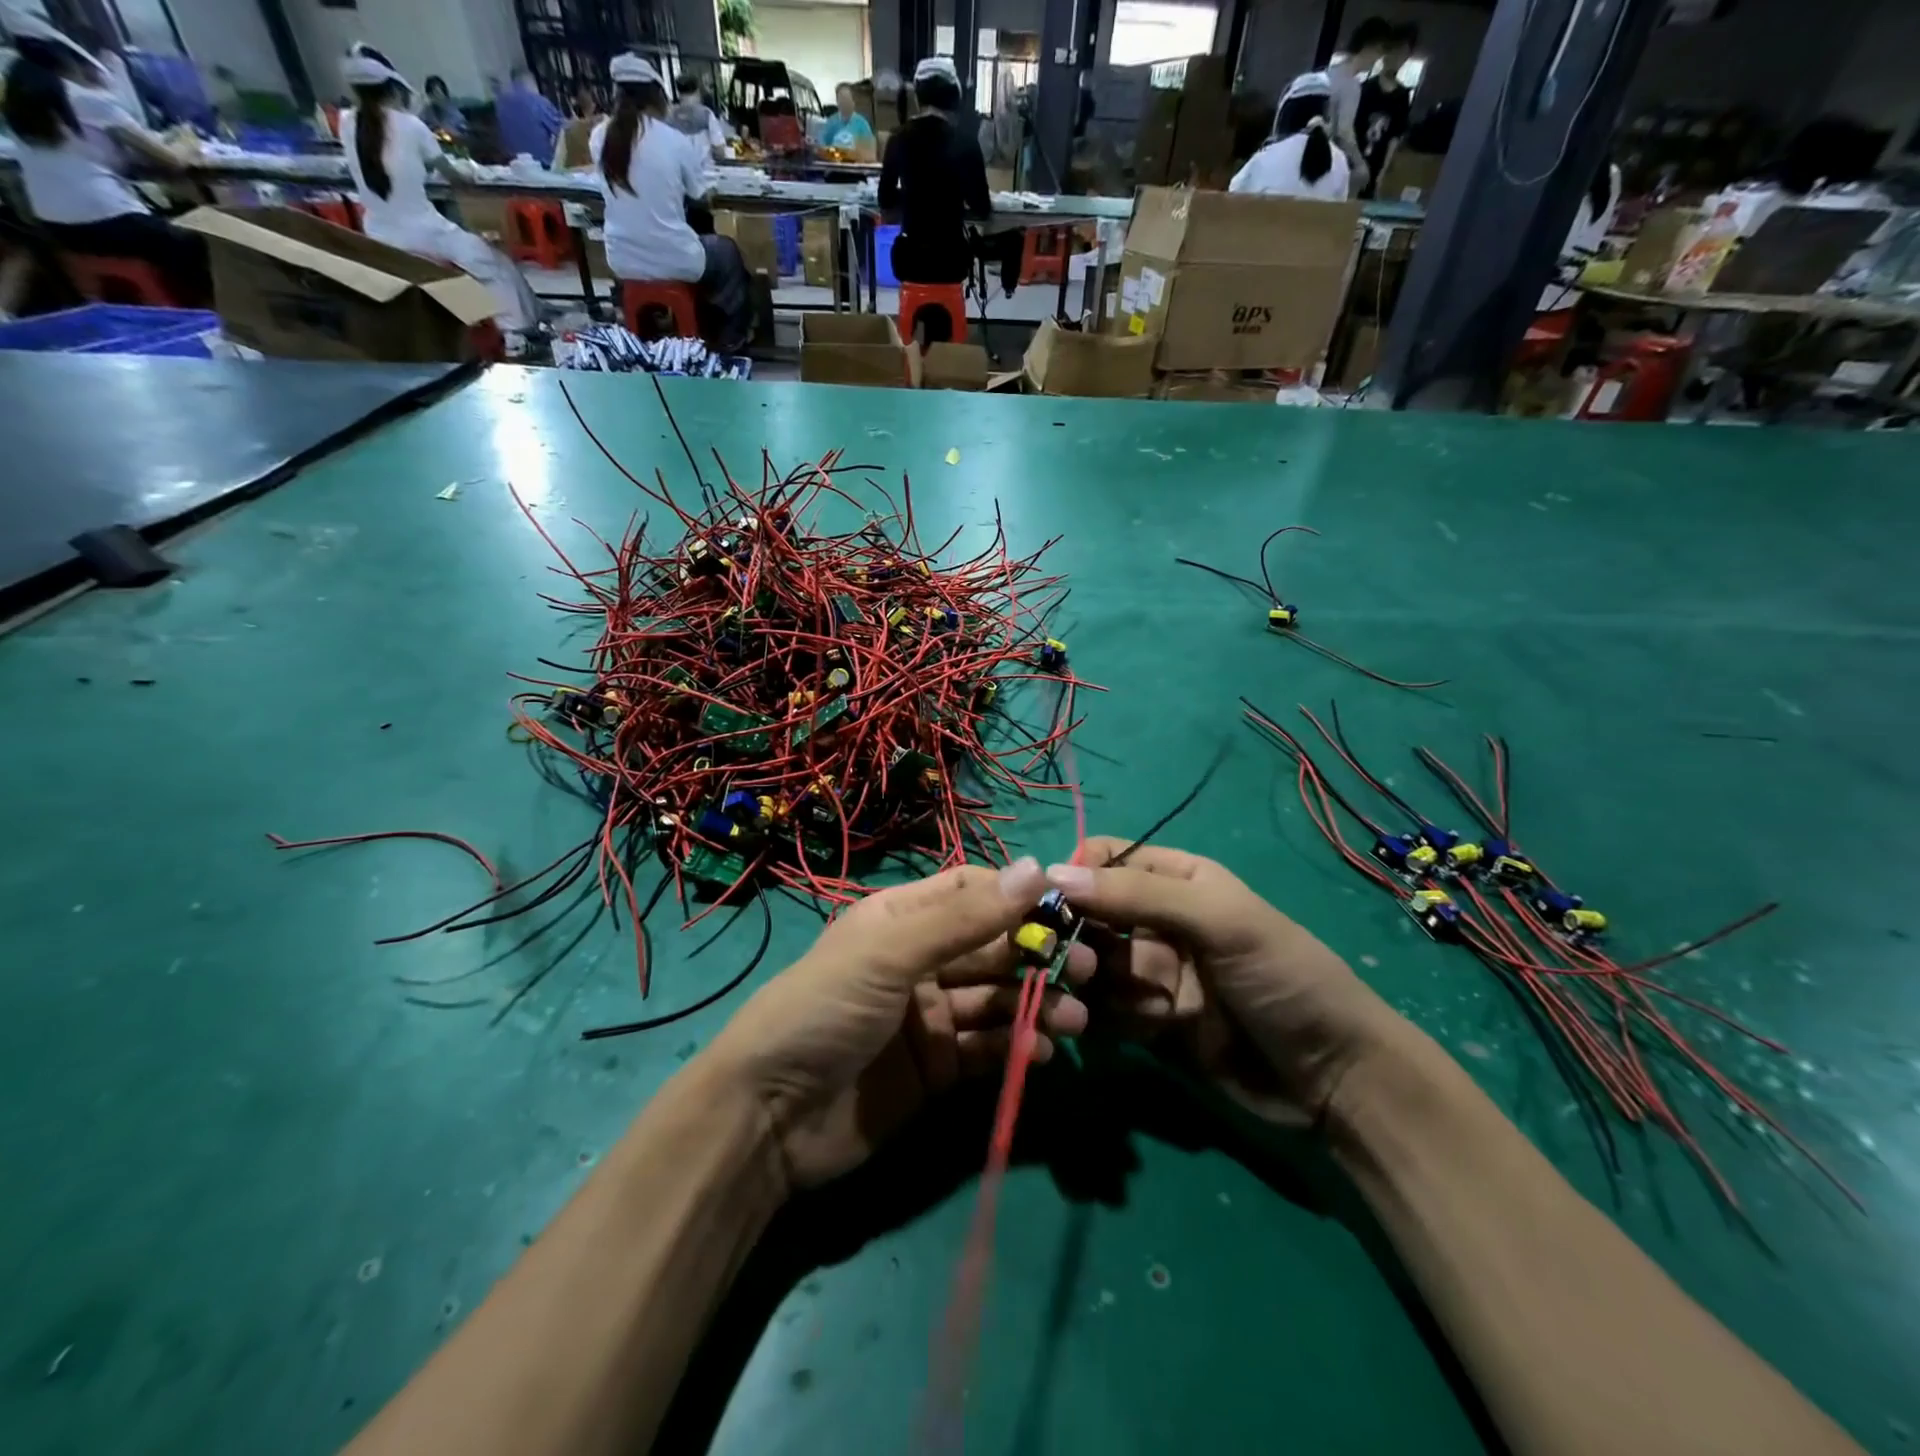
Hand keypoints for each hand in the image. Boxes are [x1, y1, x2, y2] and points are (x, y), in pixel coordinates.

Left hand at [705, 858, 1089, 1192]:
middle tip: (1086, 968)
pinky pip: (986, 1049)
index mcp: (903, 919)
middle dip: (1036, 955)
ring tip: (1075, 1019)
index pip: (971, 892)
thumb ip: (964, 918)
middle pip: (991, 948)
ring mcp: (929, 1016)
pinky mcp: (937, 1068)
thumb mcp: (890, 954)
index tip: (1067, 905)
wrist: (769, 1118)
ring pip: (995, 1001)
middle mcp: (920, 961)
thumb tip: (1036, 868)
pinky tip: (1043, 1052)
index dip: (1017, 896)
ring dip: (1036, 1005)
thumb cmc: (824, 1010)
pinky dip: (1016, 1048)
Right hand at [1047, 840, 1402, 1128]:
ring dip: (1094, 983)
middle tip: (1087, 965)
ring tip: (1134, 1005)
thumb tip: (1054, 873)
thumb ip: (1138, 895)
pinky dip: (1105, 1019)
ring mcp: (1151, 974)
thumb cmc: (1283, 976)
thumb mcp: (1218, 920)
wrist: (1336, 1079)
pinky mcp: (1148, 1023)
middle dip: (1077, 936)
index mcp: (1176, 878)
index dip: (1075, 874)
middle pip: (1088, 915)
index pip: (1104, 858)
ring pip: (1091, 965)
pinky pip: (1103, 1011)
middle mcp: (1156, 921)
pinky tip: (1139, 1031)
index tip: (1050, 900)